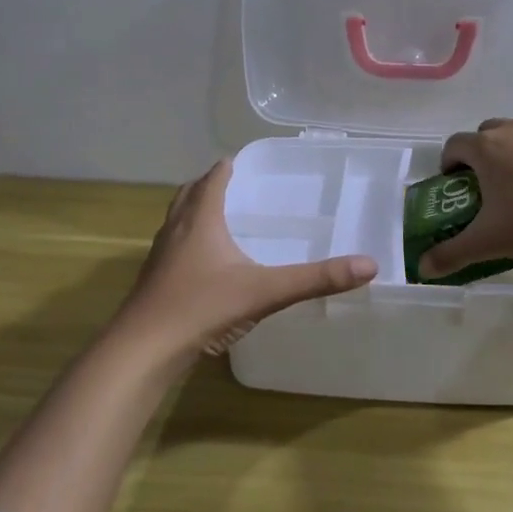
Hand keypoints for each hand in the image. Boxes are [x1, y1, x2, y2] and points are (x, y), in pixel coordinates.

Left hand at [115, 160, 377, 364]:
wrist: (143, 349)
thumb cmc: (202, 308)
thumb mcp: (265, 291)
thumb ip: (316, 279)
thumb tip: (368, 265)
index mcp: (200, 220)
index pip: (213, 179)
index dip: (228, 167)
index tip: (244, 162)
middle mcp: (176, 230)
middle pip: (189, 194)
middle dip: (210, 185)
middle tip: (235, 186)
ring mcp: (160, 256)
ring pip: (177, 220)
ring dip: (195, 212)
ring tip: (220, 219)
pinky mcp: (154, 280)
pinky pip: (173, 247)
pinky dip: (189, 242)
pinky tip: (206, 265)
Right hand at [416, 118, 512, 278]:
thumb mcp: (487, 243)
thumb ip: (451, 254)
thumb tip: (423, 268)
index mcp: (486, 149)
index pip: (454, 144)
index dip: (447, 163)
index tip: (452, 187)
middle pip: (486, 132)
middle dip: (479, 154)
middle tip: (483, 187)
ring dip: (511, 155)